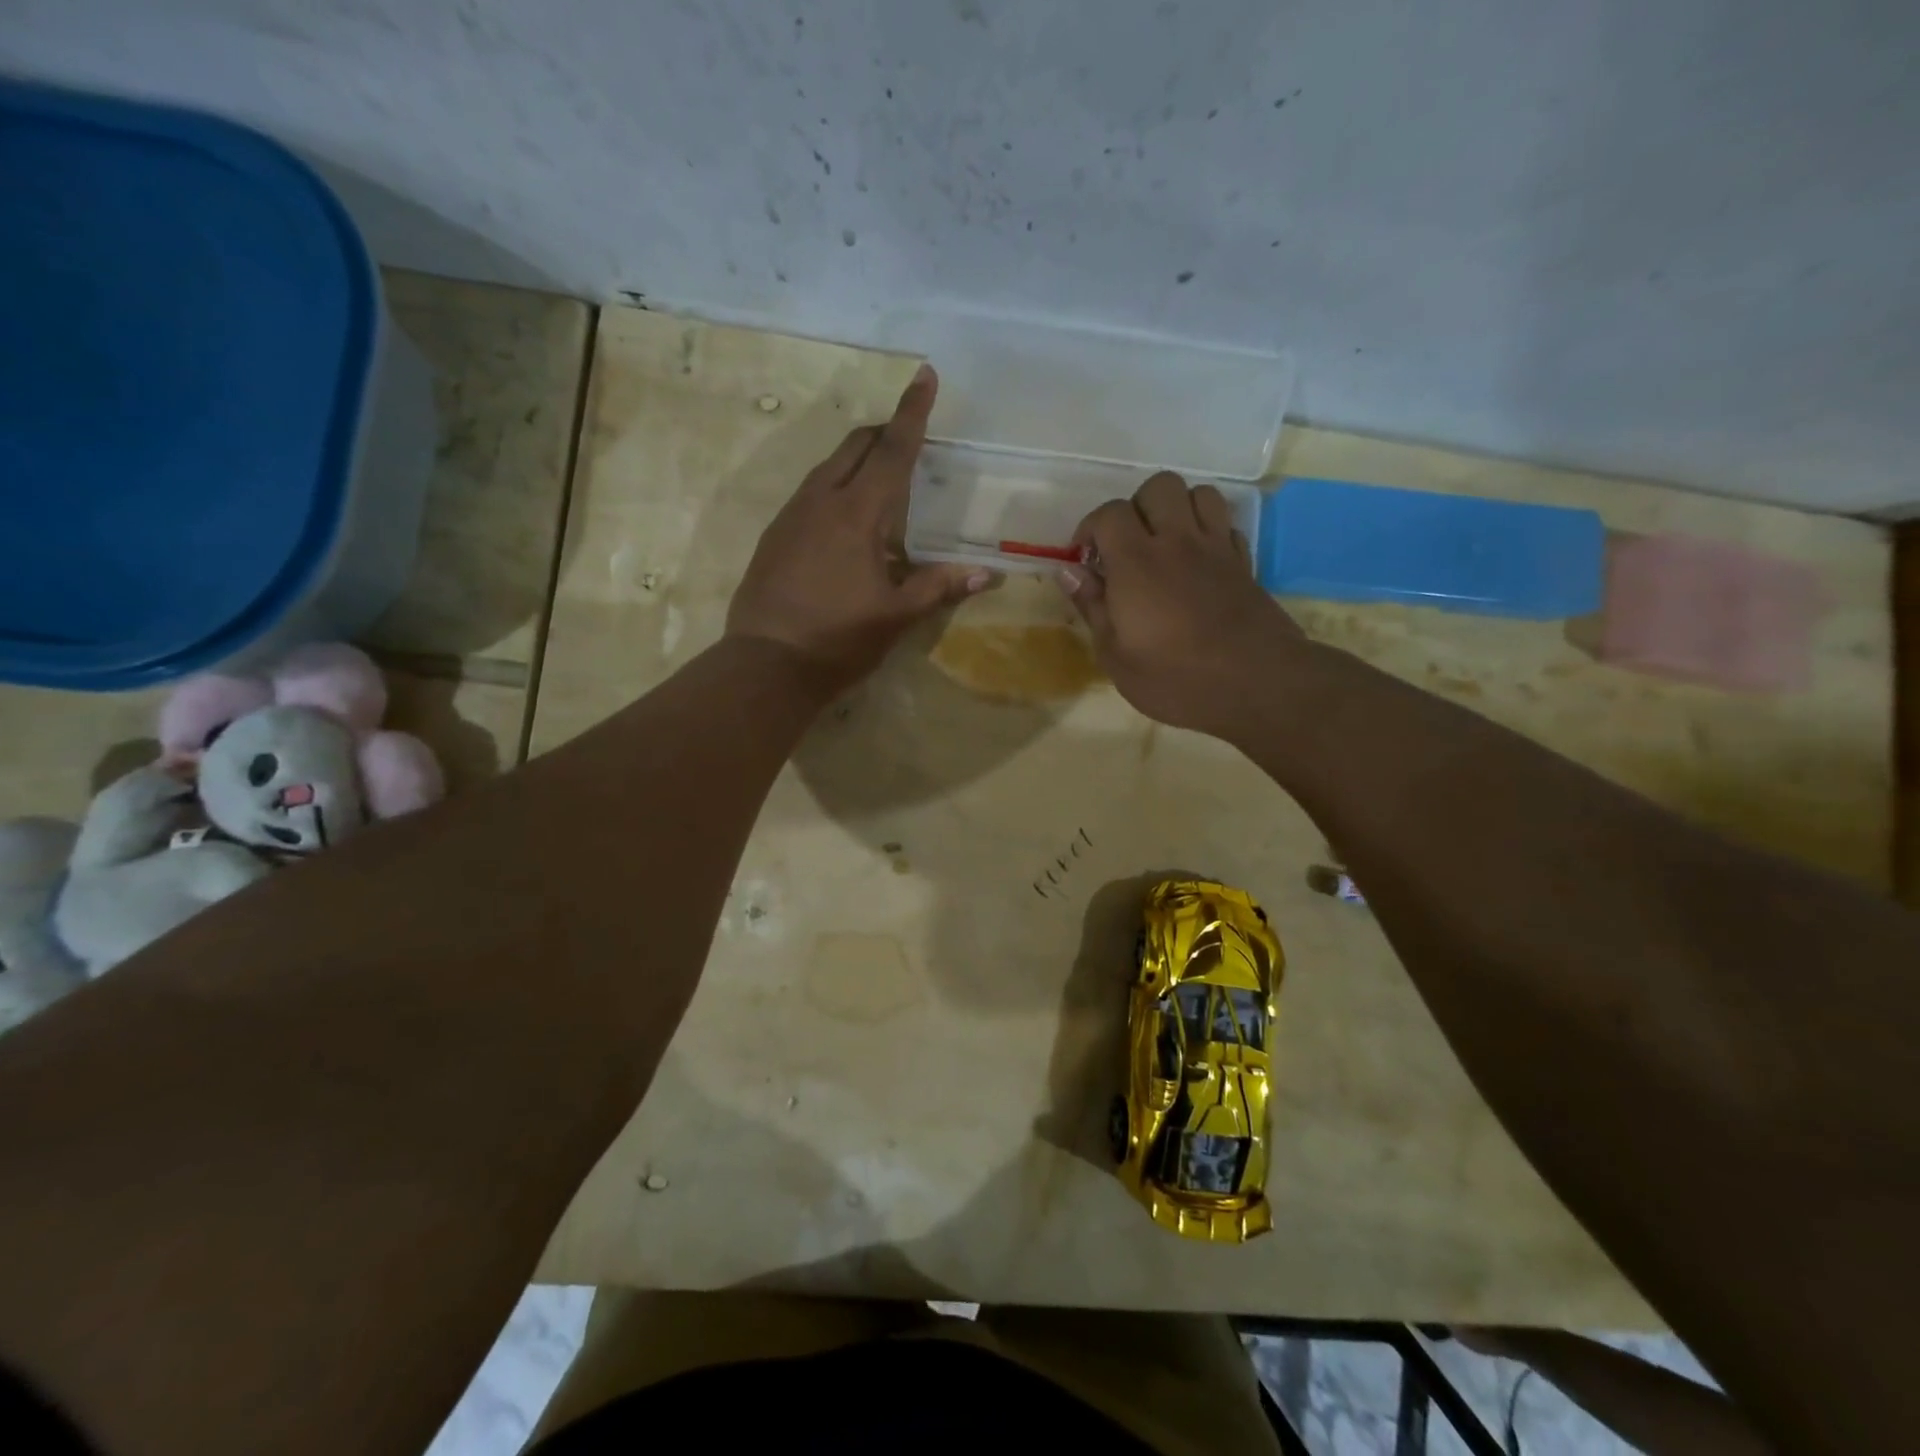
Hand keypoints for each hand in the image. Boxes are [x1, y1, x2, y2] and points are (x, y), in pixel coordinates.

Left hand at [726, 365, 992, 695]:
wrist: (766, 664)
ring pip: (829, 467)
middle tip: (910, 435)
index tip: (925, 375)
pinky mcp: (775, 535)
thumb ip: (939, 588)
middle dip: (885, 431)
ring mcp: (792, 516)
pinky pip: (811, 492)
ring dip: (858, 458)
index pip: (891, 451)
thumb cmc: (838, 639)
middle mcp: (821, 501)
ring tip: (882, 475)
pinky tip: (847, 517)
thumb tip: (988, 574)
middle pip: (855, 447)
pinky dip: (837, 485)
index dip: (912, 413)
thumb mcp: (896, 616)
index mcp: (857, 514)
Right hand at [1055, 471, 1304, 738]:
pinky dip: (1208, 531)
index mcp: (1137, 562)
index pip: (1110, 513)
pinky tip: (1197, 561)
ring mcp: (1216, 548)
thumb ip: (1092, 607)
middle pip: (1158, 487)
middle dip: (1136, 508)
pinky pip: (1226, 524)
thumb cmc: (1175, 678)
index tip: (1085, 559)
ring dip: (1176, 510)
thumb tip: (1069, 572)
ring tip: (1164, 544)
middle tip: (1126, 547)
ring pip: (1199, 494)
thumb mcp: (1116, 656)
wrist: (1257, 685)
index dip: (1090, 529)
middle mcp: (1178, 541)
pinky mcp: (1244, 563)